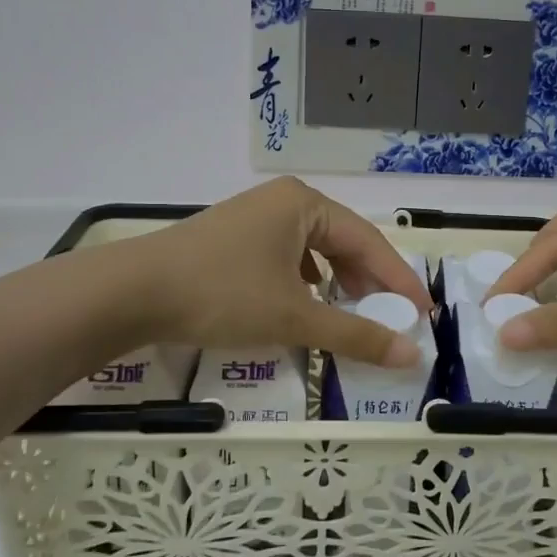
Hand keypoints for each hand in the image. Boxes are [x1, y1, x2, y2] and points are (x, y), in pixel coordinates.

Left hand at [121, 177, 433, 366]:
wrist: (131, 292)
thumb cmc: (223, 294)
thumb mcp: (294, 317)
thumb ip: (356, 334)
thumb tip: (409, 355)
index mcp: (306, 204)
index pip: (369, 242)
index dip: (399, 280)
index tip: (425, 314)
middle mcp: (284, 201)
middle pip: (343, 242)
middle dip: (369, 282)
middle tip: (393, 318)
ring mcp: (256, 217)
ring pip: (314, 250)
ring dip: (338, 283)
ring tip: (354, 314)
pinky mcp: (234, 238)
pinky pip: (287, 257)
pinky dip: (306, 283)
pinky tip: (306, 304)